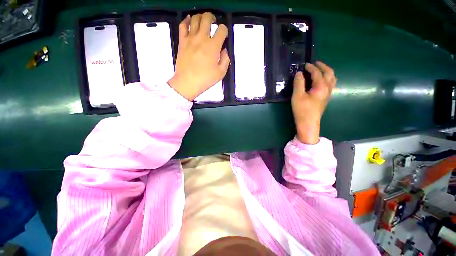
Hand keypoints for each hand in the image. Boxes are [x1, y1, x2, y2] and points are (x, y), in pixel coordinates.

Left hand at [168, 12, 229, 100]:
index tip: (223, 35)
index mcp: (213, 46)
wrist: (187, 82)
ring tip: (203, 21)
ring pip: (195, 19)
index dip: (224, 30)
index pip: (222, 30)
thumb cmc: (205, 79)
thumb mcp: (221, 73)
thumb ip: (225, 60)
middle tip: (213, 22)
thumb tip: (224, 50)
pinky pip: (183, 25)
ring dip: (201, 17)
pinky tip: (190, 20)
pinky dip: (187, 20)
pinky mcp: (182, 41)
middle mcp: (202, 38)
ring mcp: (190, 38)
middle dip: (212, 17)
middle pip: (207, 18)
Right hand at [292, 61, 335, 143]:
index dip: (311, 67)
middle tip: (315, 63)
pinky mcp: (326, 98)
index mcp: (321, 86)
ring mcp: (328, 93)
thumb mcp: (297, 96)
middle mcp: (328, 88)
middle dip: (322, 66)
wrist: (308, 123)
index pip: (317, 73)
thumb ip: (299, 83)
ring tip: (319, 70)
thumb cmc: (302, 110)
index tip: (304, 64)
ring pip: (332, 78)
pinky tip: (320, 81)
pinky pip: (330, 84)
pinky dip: (327, 78)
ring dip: (326, 72)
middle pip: (329, 73)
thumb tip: (299, 73)